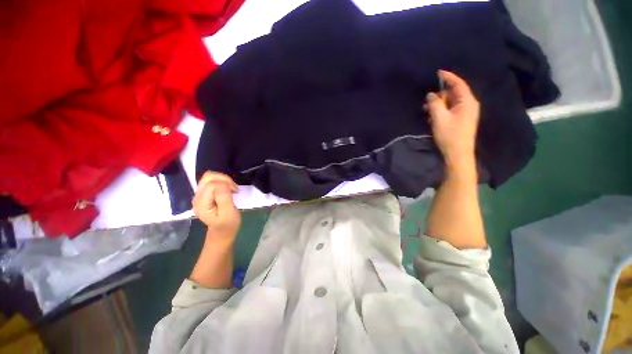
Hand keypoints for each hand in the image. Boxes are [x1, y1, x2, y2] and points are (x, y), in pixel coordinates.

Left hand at [192, 172, 240, 238]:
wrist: (223, 231)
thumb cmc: (228, 224)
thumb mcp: (229, 213)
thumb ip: (224, 198)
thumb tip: (223, 184)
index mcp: (202, 204)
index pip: (211, 185)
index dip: (225, 184)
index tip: (235, 191)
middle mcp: (197, 197)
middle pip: (208, 177)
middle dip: (224, 179)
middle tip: (234, 188)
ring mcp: (200, 195)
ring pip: (210, 177)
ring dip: (223, 179)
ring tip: (232, 188)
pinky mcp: (204, 193)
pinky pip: (212, 180)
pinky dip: (222, 181)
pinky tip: (228, 189)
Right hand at [424, 70, 479, 167]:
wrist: (458, 154)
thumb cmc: (449, 135)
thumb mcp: (439, 118)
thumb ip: (435, 104)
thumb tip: (431, 94)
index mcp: (467, 101)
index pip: (458, 84)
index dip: (448, 77)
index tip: (438, 73)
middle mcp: (469, 105)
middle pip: (454, 93)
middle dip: (440, 94)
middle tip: (427, 99)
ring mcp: (466, 113)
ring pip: (451, 103)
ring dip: (439, 104)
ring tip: (426, 109)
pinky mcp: (461, 120)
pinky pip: (450, 110)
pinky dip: (441, 111)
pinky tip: (432, 116)